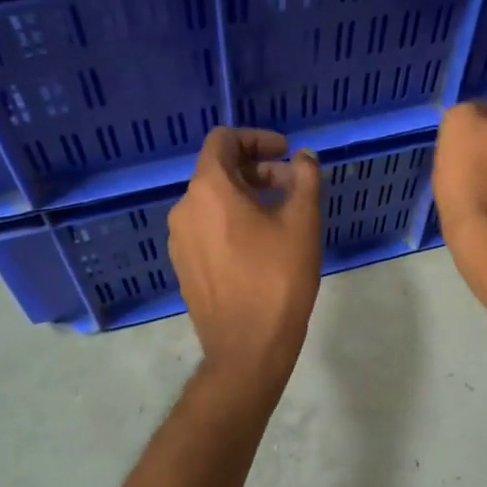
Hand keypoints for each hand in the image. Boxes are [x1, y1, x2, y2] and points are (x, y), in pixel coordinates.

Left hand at [169, 127, 322, 383]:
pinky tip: (260, 244)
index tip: (286, 152)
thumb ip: (306, 178)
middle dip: (258, 169)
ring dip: (246, 195)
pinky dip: (231, 220)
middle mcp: (184, 208)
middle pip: (218, 170)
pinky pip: (206, 227)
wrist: (247, 349)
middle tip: (293, 186)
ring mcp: (180, 239)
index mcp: (208, 189)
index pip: (223, 140)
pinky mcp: (184, 265)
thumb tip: (304, 156)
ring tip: (281, 216)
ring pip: (212, 200)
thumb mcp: (303, 221)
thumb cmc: (278, 278)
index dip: (257, 138)